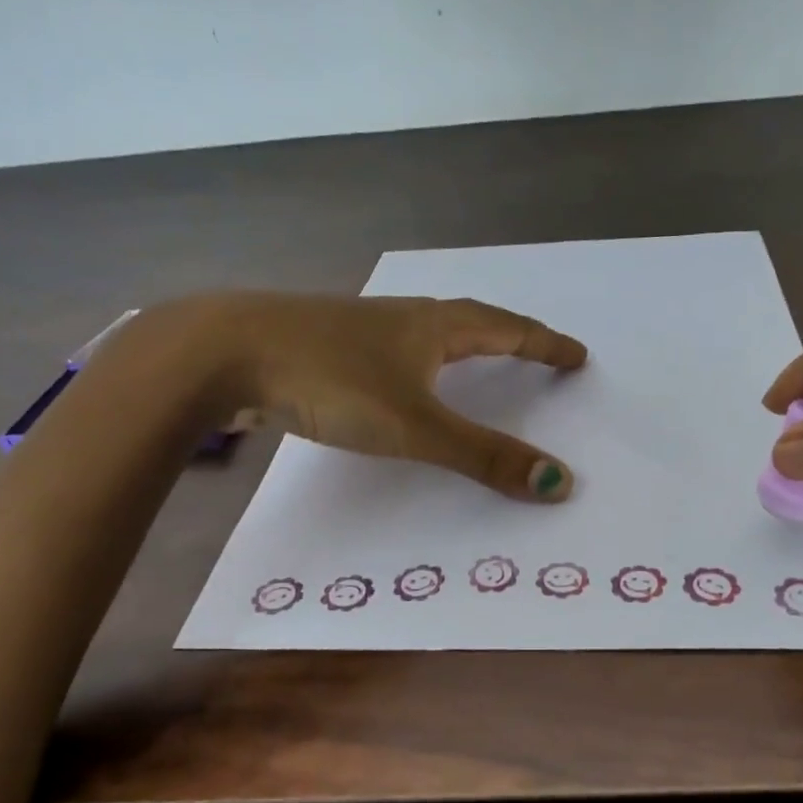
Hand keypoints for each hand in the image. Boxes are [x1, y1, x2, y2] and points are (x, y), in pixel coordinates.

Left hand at [212, 292, 588, 501]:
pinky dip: (416, 364)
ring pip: (426, 332)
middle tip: (536, 352)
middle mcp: (402, 319)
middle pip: (471, 321)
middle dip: (510, 336)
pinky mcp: (326, 347)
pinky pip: (391, 351)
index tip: (577, 354)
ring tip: (477, 360)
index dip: (545, 344)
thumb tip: (558, 484)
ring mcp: (359, 330)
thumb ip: (483, 457)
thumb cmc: (332, 382)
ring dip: (461, 344)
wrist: (225, 352)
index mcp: (433, 326)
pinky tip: (400, 379)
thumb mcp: (416, 426)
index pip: (507, 330)